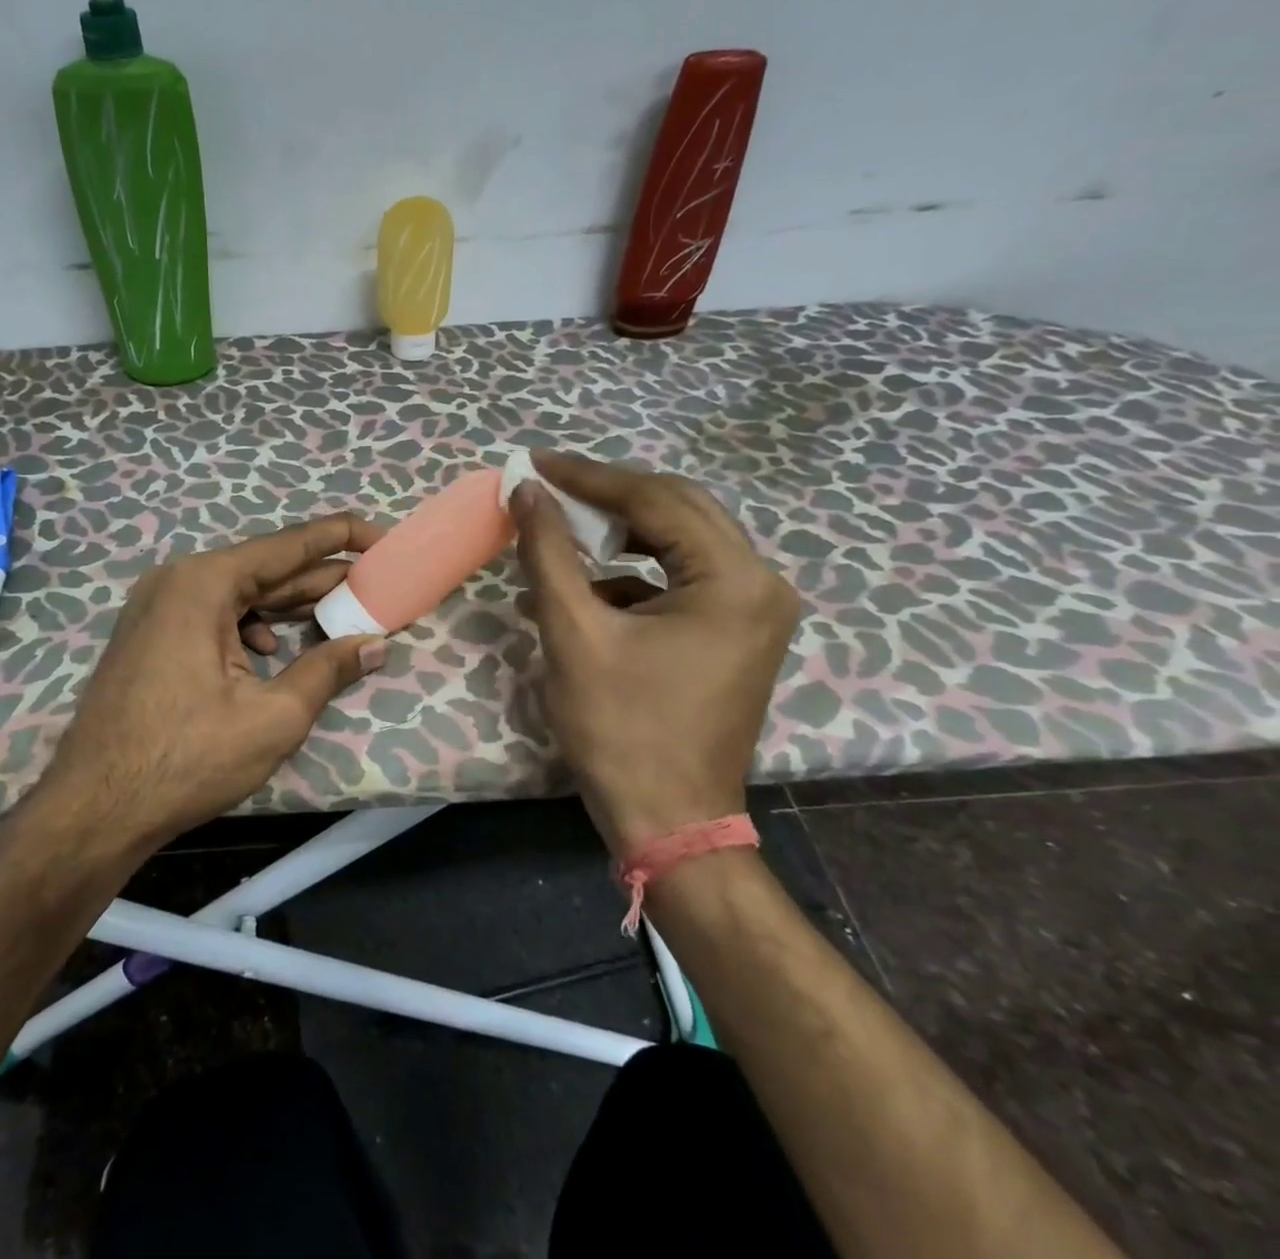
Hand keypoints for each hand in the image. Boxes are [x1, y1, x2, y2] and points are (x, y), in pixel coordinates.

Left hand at [40, 514, 388, 847]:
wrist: (94, 808)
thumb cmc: (186, 759)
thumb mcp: (273, 717)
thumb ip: (328, 670)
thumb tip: (377, 643)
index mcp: (205, 583)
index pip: (289, 545)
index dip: (342, 537)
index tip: (383, 537)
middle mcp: (178, 580)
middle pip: (265, 570)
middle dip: (321, 580)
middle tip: (376, 586)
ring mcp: (158, 606)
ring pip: (240, 595)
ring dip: (289, 607)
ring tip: (340, 618)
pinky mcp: (152, 634)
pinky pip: (214, 615)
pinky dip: (252, 628)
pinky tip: (274, 653)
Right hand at [511, 452, 799, 855]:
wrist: (670, 822)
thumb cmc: (620, 730)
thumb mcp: (573, 632)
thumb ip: (548, 551)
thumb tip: (524, 490)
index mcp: (733, 579)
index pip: (656, 499)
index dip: (588, 477)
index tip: (534, 463)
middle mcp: (760, 583)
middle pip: (678, 508)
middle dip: (608, 494)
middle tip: (548, 484)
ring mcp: (755, 609)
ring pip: (681, 539)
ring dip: (620, 530)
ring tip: (563, 528)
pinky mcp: (737, 631)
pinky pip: (682, 577)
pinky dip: (633, 572)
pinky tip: (586, 587)